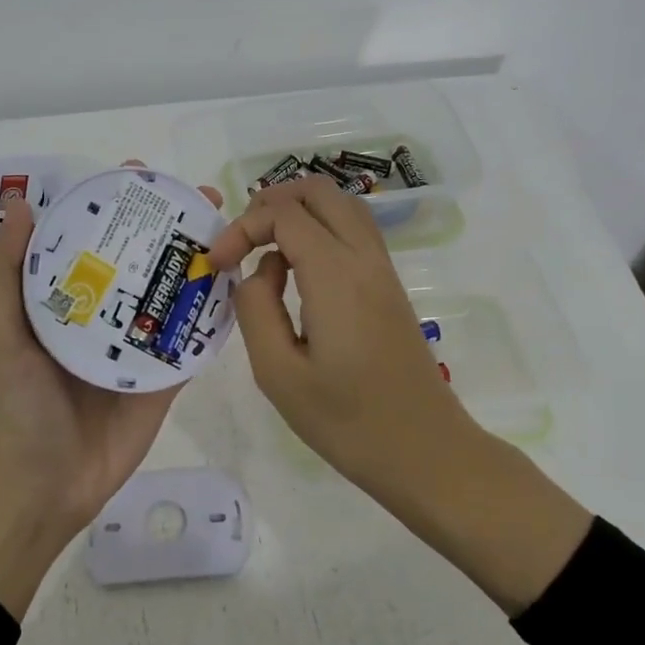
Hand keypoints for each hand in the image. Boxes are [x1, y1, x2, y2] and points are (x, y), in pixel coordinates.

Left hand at [0, 164, 222, 618]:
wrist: (44, 487)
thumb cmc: (17, 406)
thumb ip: (3, 272)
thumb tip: (18, 205)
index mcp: (61, 299)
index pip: (90, 238)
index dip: (113, 205)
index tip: (139, 175)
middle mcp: (101, 315)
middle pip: (138, 259)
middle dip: (167, 225)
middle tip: (201, 198)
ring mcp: (136, 347)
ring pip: (170, 293)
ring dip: (197, 261)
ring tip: (227, 229)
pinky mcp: (164, 378)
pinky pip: (191, 340)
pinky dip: (212, 314)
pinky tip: (238, 282)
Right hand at [206, 177, 467, 483]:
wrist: (426, 452)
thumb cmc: (347, 422)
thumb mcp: (278, 373)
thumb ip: (255, 310)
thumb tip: (257, 272)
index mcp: (336, 275)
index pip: (283, 214)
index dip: (242, 227)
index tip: (217, 263)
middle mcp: (364, 259)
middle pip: (318, 191)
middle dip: (270, 203)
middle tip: (241, 243)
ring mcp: (383, 271)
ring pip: (341, 206)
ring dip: (297, 213)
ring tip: (264, 250)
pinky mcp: (389, 287)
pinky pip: (353, 232)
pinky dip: (319, 230)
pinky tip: (297, 272)